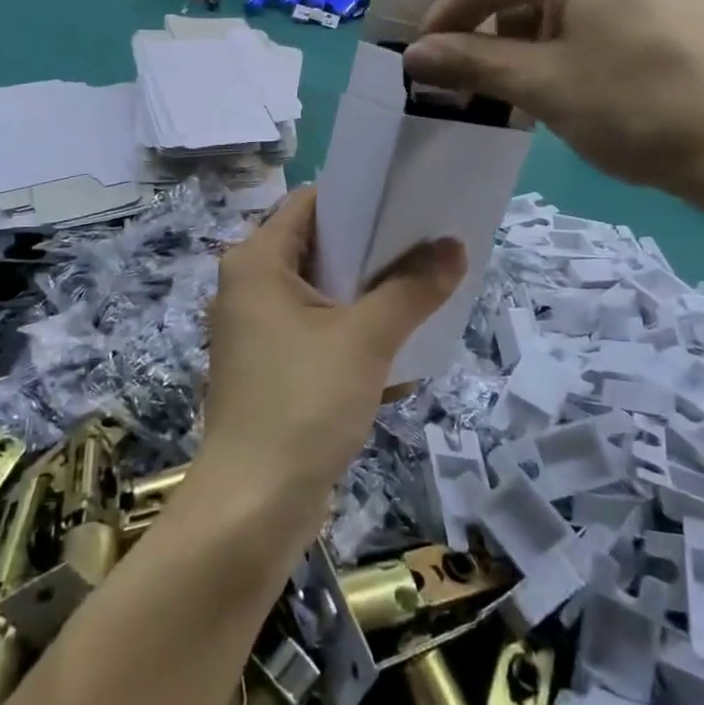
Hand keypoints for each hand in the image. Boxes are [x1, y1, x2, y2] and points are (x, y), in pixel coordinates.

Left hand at [201, 188, 464, 501]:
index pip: (310, 204)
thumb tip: (454, 246)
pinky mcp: (268, 367)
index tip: (408, 205)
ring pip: (319, 293)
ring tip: (421, 290)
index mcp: (256, 262)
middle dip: (371, 250)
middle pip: (317, 247)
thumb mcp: (366, 338)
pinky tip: (394, 346)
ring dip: (366, 294)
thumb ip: (412, 288)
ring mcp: (255, 330)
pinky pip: (315, 331)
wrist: (253, 505)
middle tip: (426, 248)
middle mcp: (248, 287)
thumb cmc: (302, 402)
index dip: (359, 199)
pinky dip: (349, 332)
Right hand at [401, 0, 703, 207]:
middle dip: (483, 28)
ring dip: (520, 36)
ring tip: (504, 83)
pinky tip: (554, 76)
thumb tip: (412, 55)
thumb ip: (471, 63)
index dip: (442, 22)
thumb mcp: (542, 85)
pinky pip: (588, 8)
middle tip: (459, 76)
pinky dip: (558, 38)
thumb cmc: (635, 105)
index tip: (413, 62)